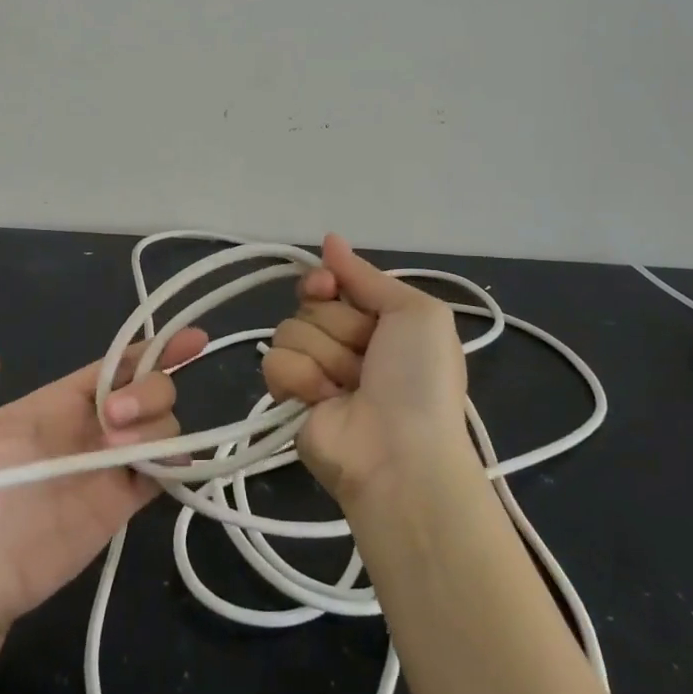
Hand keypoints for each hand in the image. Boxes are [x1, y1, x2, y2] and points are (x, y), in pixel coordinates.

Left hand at [0, 330, 206, 633]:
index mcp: (55, 403)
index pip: (114, 365)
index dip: (151, 349)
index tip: (188, 340)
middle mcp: (91, 427)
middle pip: (148, 389)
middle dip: (148, 390)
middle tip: (114, 420)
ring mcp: (108, 467)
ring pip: (163, 427)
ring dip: (157, 428)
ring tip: (120, 450)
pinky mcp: (119, 506)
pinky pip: (164, 475)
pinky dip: (179, 465)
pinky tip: (171, 466)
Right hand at [261, 234, 468, 506]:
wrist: (400, 454)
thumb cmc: (418, 379)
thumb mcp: (416, 313)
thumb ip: (367, 275)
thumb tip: (330, 239)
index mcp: (377, 321)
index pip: (330, 282)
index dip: (324, 282)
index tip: (327, 287)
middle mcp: (345, 342)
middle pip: (309, 305)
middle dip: (337, 327)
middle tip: (364, 356)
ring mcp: (315, 370)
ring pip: (289, 331)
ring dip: (324, 356)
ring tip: (349, 386)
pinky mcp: (289, 398)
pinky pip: (274, 363)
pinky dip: (300, 379)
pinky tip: (323, 401)